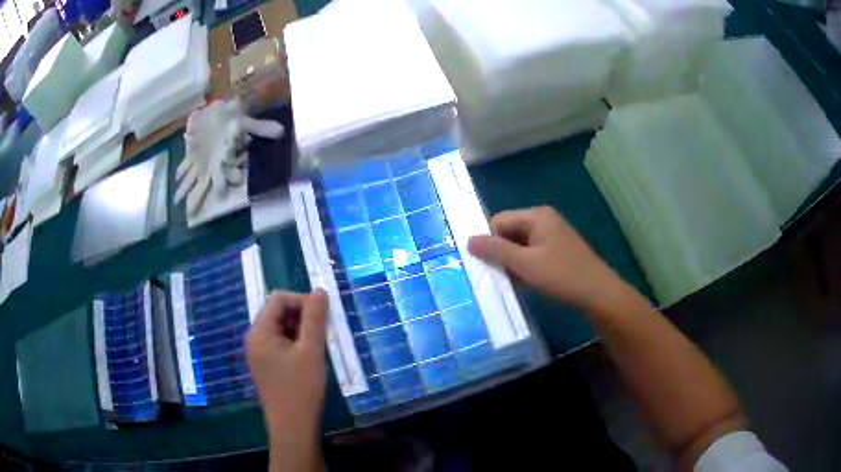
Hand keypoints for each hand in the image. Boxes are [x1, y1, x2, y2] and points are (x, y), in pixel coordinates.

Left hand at [246, 289, 326, 432]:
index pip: (278, 299)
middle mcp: (254, 338)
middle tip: (323, 332)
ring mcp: (258, 353)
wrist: (292, 427)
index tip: (323, 316)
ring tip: (318, 345)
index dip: (302, 301)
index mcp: (259, 332)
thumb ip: (314, 318)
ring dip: (300, 329)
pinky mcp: (265, 365)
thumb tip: (320, 290)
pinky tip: (309, 356)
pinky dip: (295, 342)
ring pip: (280, 328)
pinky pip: (279, 343)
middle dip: (302, 315)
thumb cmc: (301, 388)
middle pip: (277, 312)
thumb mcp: (311, 350)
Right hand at [468, 206, 626, 312]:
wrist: (598, 293)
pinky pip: (532, 254)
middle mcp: (544, 220)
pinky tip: (524, 283)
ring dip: (512, 263)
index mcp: (536, 215)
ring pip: (520, 245)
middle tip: (495, 276)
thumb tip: (469, 240)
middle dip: (500, 253)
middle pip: (509, 232)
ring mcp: (553, 236)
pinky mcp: (558, 251)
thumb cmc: (561, 275)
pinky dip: (525, 267)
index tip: (483, 264)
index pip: (499, 220)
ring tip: (509, 282)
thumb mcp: (525, 263)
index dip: (488, 241)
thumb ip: (496, 250)